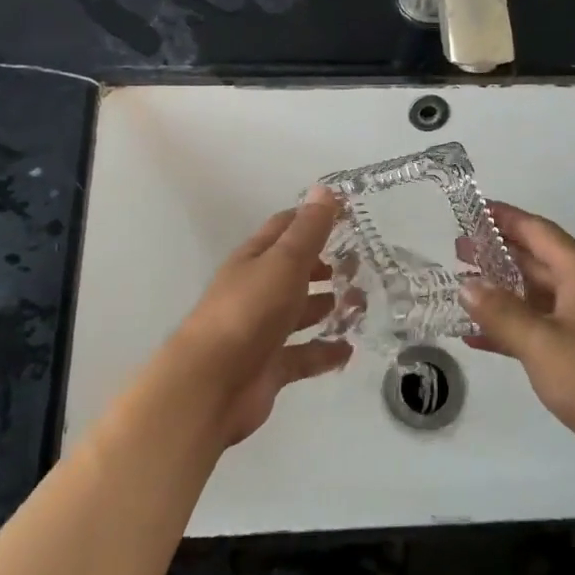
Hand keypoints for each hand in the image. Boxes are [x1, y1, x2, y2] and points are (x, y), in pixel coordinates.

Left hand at [160, 187, 352, 446]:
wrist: (211, 385)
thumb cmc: (249, 312)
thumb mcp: (283, 263)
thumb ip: (308, 230)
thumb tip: (325, 189)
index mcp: (254, 260)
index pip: (284, 228)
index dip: (313, 218)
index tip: (348, 213)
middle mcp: (256, 291)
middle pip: (294, 272)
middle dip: (325, 266)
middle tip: (362, 264)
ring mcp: (261, 331)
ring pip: (300, 313)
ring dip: (328, 307)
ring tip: (363, 303)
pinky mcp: (269, 367)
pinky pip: (303, 354)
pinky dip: (325, 351)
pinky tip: (349, 349)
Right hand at [462, 203, 574, 492]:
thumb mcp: (541, 344)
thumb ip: (501, 312)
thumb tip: (468, 285)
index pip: (538, 231)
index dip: (505, 218)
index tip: (471, 209)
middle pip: (538, 259)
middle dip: (498, 253)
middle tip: (458, 250)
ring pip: (540, 294)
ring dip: (503, 291)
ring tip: (464, 287)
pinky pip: (545, 325)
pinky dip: (516, 326)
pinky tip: (480, 336)